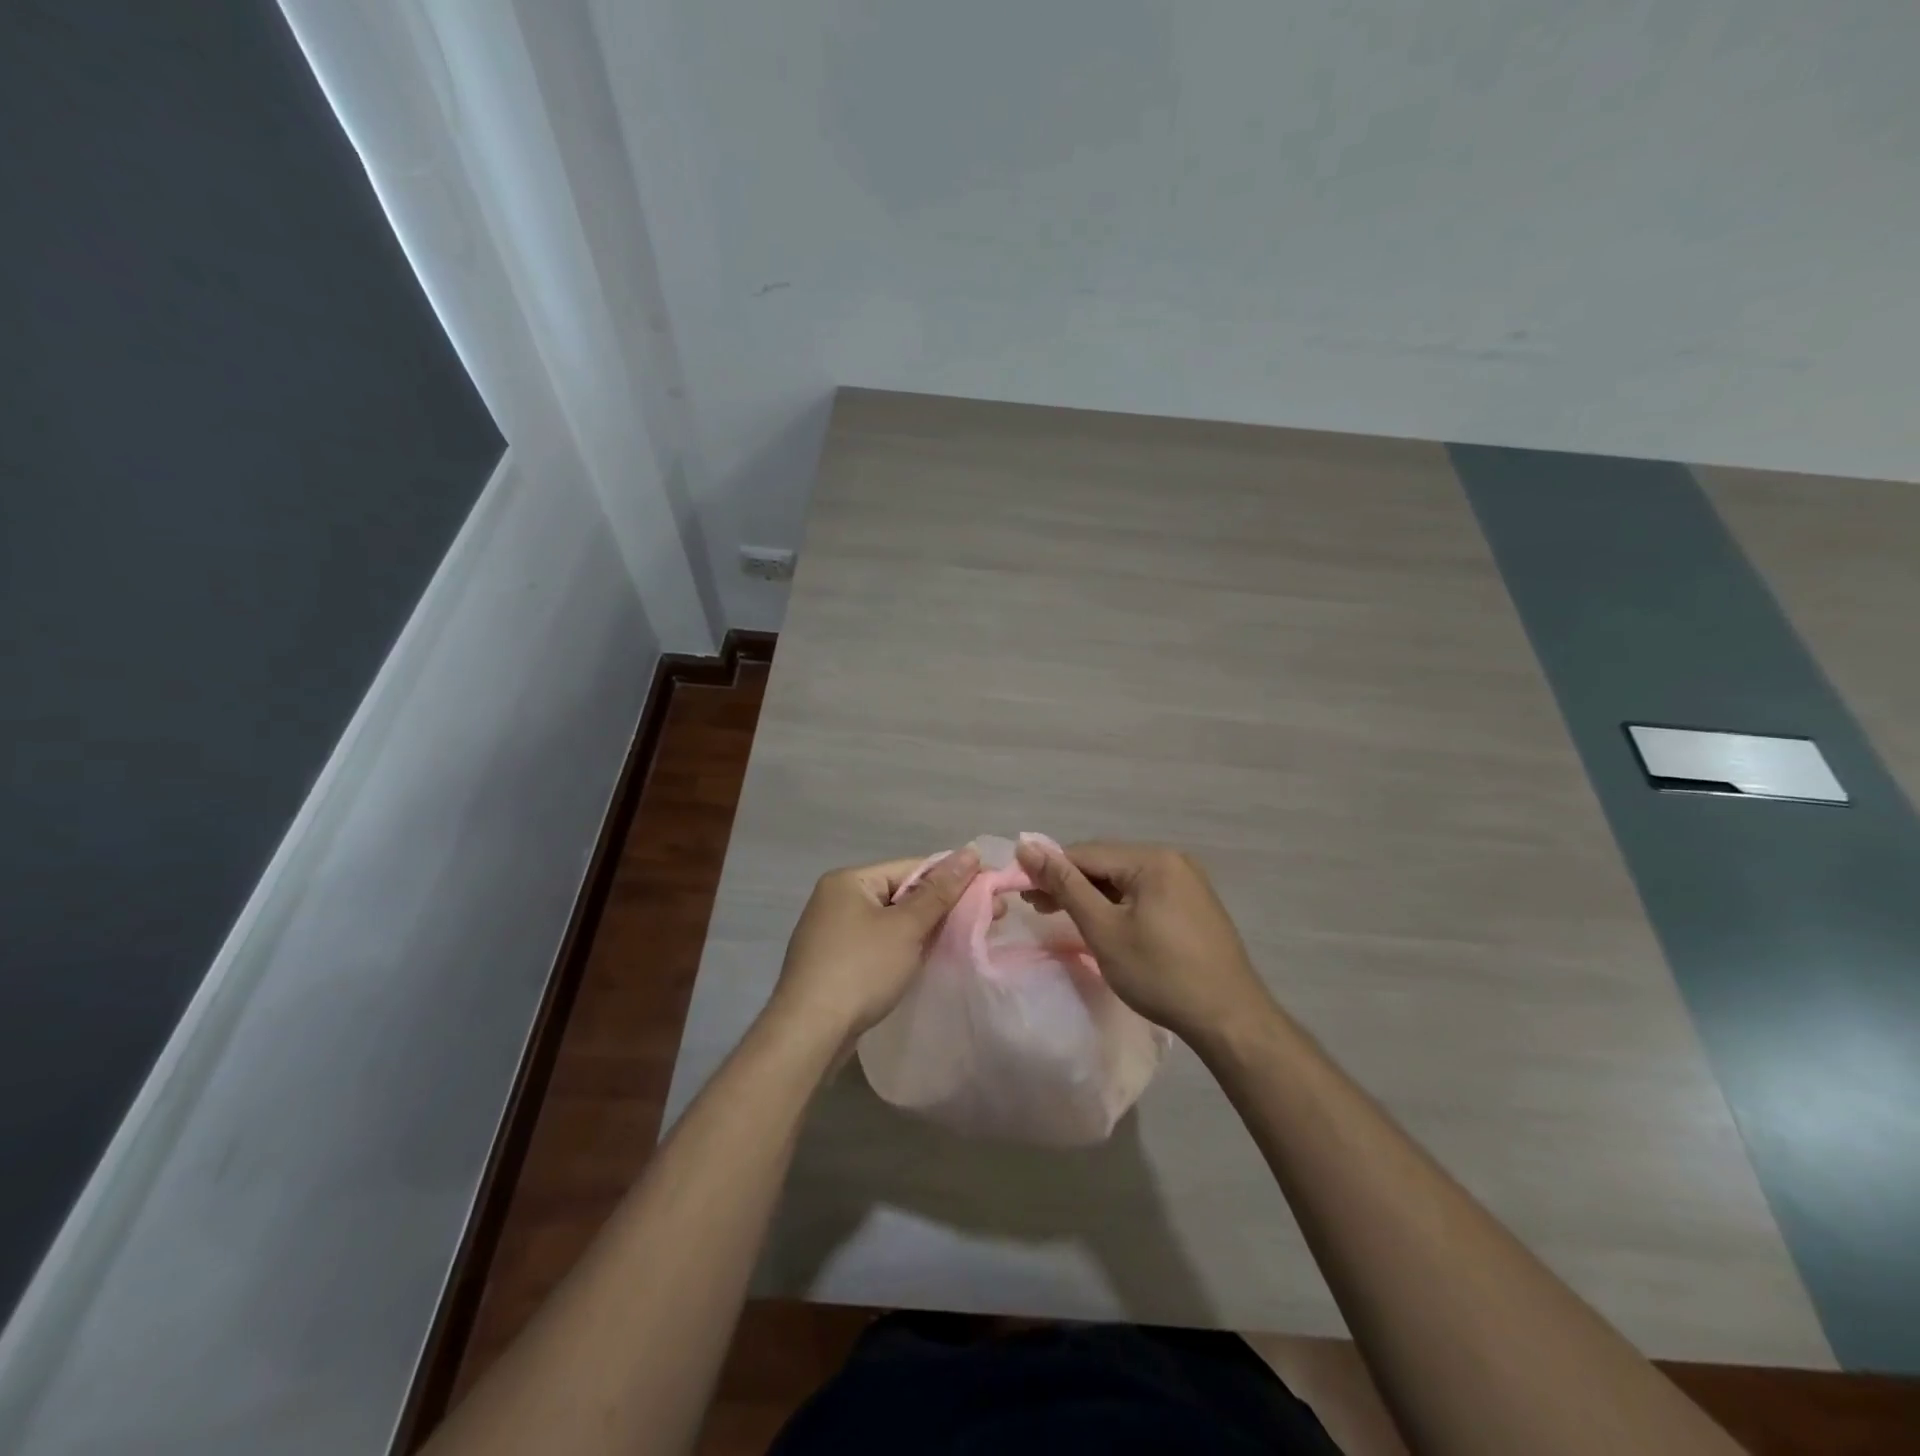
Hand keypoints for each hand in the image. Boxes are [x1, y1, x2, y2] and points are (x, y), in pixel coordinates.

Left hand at [766, 847, 981, 1049]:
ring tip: (967, 937)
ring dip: (927, 928)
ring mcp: (832, 932)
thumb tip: (971, 851)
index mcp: (849, 880)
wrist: (808, 1034)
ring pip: (892, 921)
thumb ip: (940, 891)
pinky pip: (879, 944)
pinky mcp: (835, 963)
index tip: (992, 890)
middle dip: (944, 905)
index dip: (954, 877)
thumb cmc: (860, 970)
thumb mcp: (906, 927)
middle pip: (902, 893)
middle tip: (992, 916)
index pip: (912, 867)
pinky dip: (905, 947)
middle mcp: (837, 899)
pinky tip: (929, 958)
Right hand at [1014, 837, 1272, 1044]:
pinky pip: (1144, 893)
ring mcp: (1187, 881)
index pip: (1087, 853)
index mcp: (1153, 859)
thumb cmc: (1160, 973)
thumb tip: (1027, 847)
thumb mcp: (1104, 929)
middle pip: (1107, 863)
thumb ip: (1065, 885)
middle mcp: (1172, 859)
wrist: (1229, 1018)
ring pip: (1124, 879)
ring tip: (1062, 915)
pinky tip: (1103, 922)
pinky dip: (1118, 904)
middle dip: (1070, 882)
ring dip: (1092, 895)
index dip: (1049, 869)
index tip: (1021, 891)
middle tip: (1037, 907)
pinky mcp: (1193, 903)